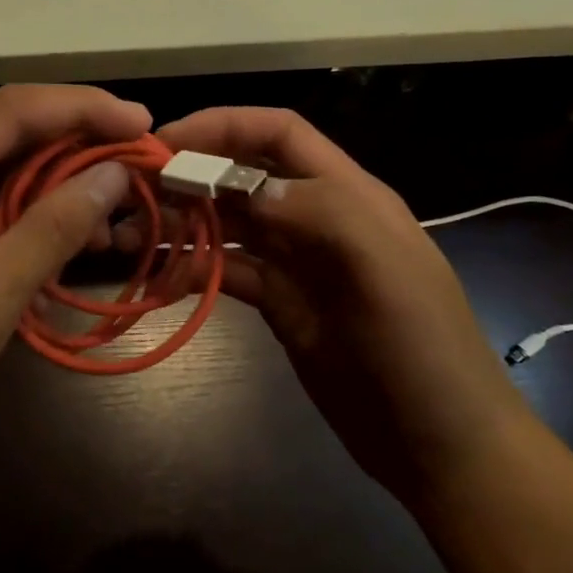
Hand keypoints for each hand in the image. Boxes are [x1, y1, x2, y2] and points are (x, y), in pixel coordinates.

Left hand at [0, 85, 146, 471]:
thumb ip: (54, 227)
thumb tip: (113, 173)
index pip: (12, 109)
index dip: (82, 107)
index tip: (140, 123)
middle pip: (4, 129)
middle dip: (74, 142)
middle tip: (135, 162)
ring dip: (53, 181)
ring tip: (109, 209)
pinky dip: (24, 210)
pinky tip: (63, 234)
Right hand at [155, 107, 523, 501]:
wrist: (442, 446)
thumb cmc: (423, 351)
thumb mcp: (385, 272)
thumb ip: (322, 213)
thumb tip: (247, 185)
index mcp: (348, 195)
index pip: (279, 135)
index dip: (224, 126)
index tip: (165, 139)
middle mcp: (317, 219)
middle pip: (244, 176)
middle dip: (191, 173)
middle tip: (132, 190)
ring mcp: (298, 265)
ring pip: (230, 224)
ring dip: (184, 221)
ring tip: (131, 233)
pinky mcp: (282, 306)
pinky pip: (230, 272)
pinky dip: (194, 268)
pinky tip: (162, 274)